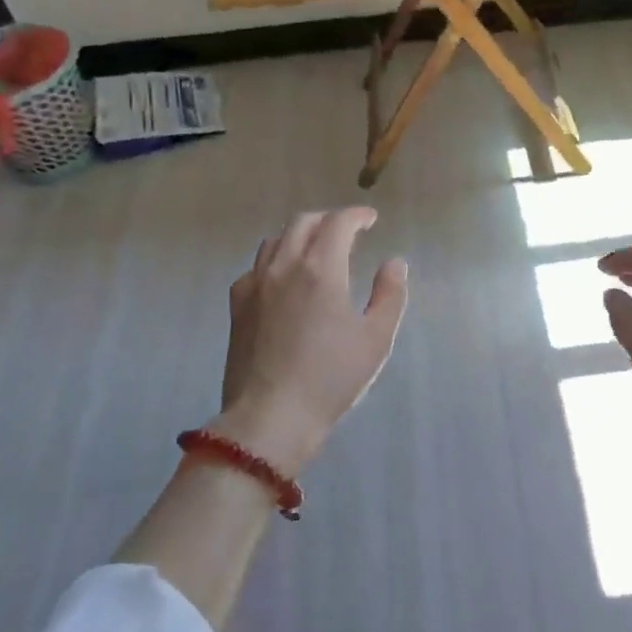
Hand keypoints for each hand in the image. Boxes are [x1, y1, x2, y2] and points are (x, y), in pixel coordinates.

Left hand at [214, 208, 408, 471]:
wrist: (270, 417)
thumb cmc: (330, 378)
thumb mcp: (375, 339)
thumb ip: (389, 294)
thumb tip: (393, 263)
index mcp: (321, 269)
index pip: (338, 222)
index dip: (357, 215)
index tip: (370, 219)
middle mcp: (284, 266)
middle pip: (303, 222)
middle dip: (329, 220)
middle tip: (348, 231)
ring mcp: (255, 284)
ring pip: (276, 240)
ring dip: (300, 235)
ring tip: (316, 250)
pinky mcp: (237, 305)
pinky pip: (256, 266)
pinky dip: (275, 260)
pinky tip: (284, 279)